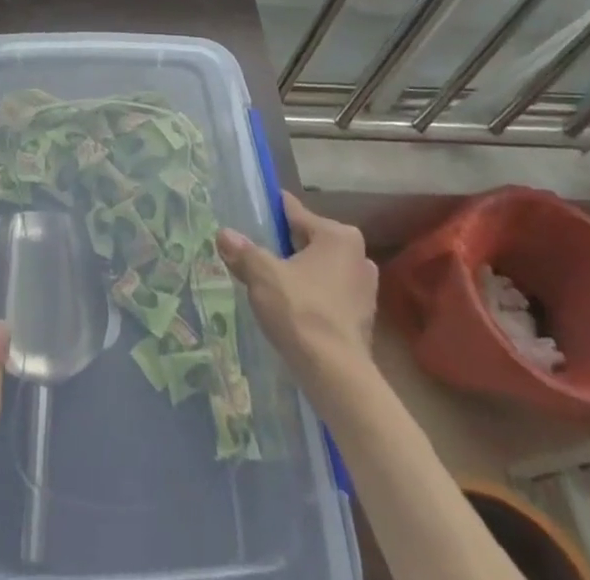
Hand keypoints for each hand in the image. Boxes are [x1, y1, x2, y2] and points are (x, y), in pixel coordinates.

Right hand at [216, 191, 377, 391]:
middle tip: (256, 253)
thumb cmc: (302, 311)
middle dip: (285, 246)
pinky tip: (291, 308)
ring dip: (300, 273)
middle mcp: (358, 256)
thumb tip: (224, 235)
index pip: (296, 212)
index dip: (271, 212)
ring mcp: (365, 289)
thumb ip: (243, 251)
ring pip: (321, 269)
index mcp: (338, 236)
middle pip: (310, 241)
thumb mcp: (263, 275)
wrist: (337, 377)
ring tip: (270, 282)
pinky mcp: (364, 319)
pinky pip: (330, 294)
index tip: (251, 213)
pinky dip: (312, 296)